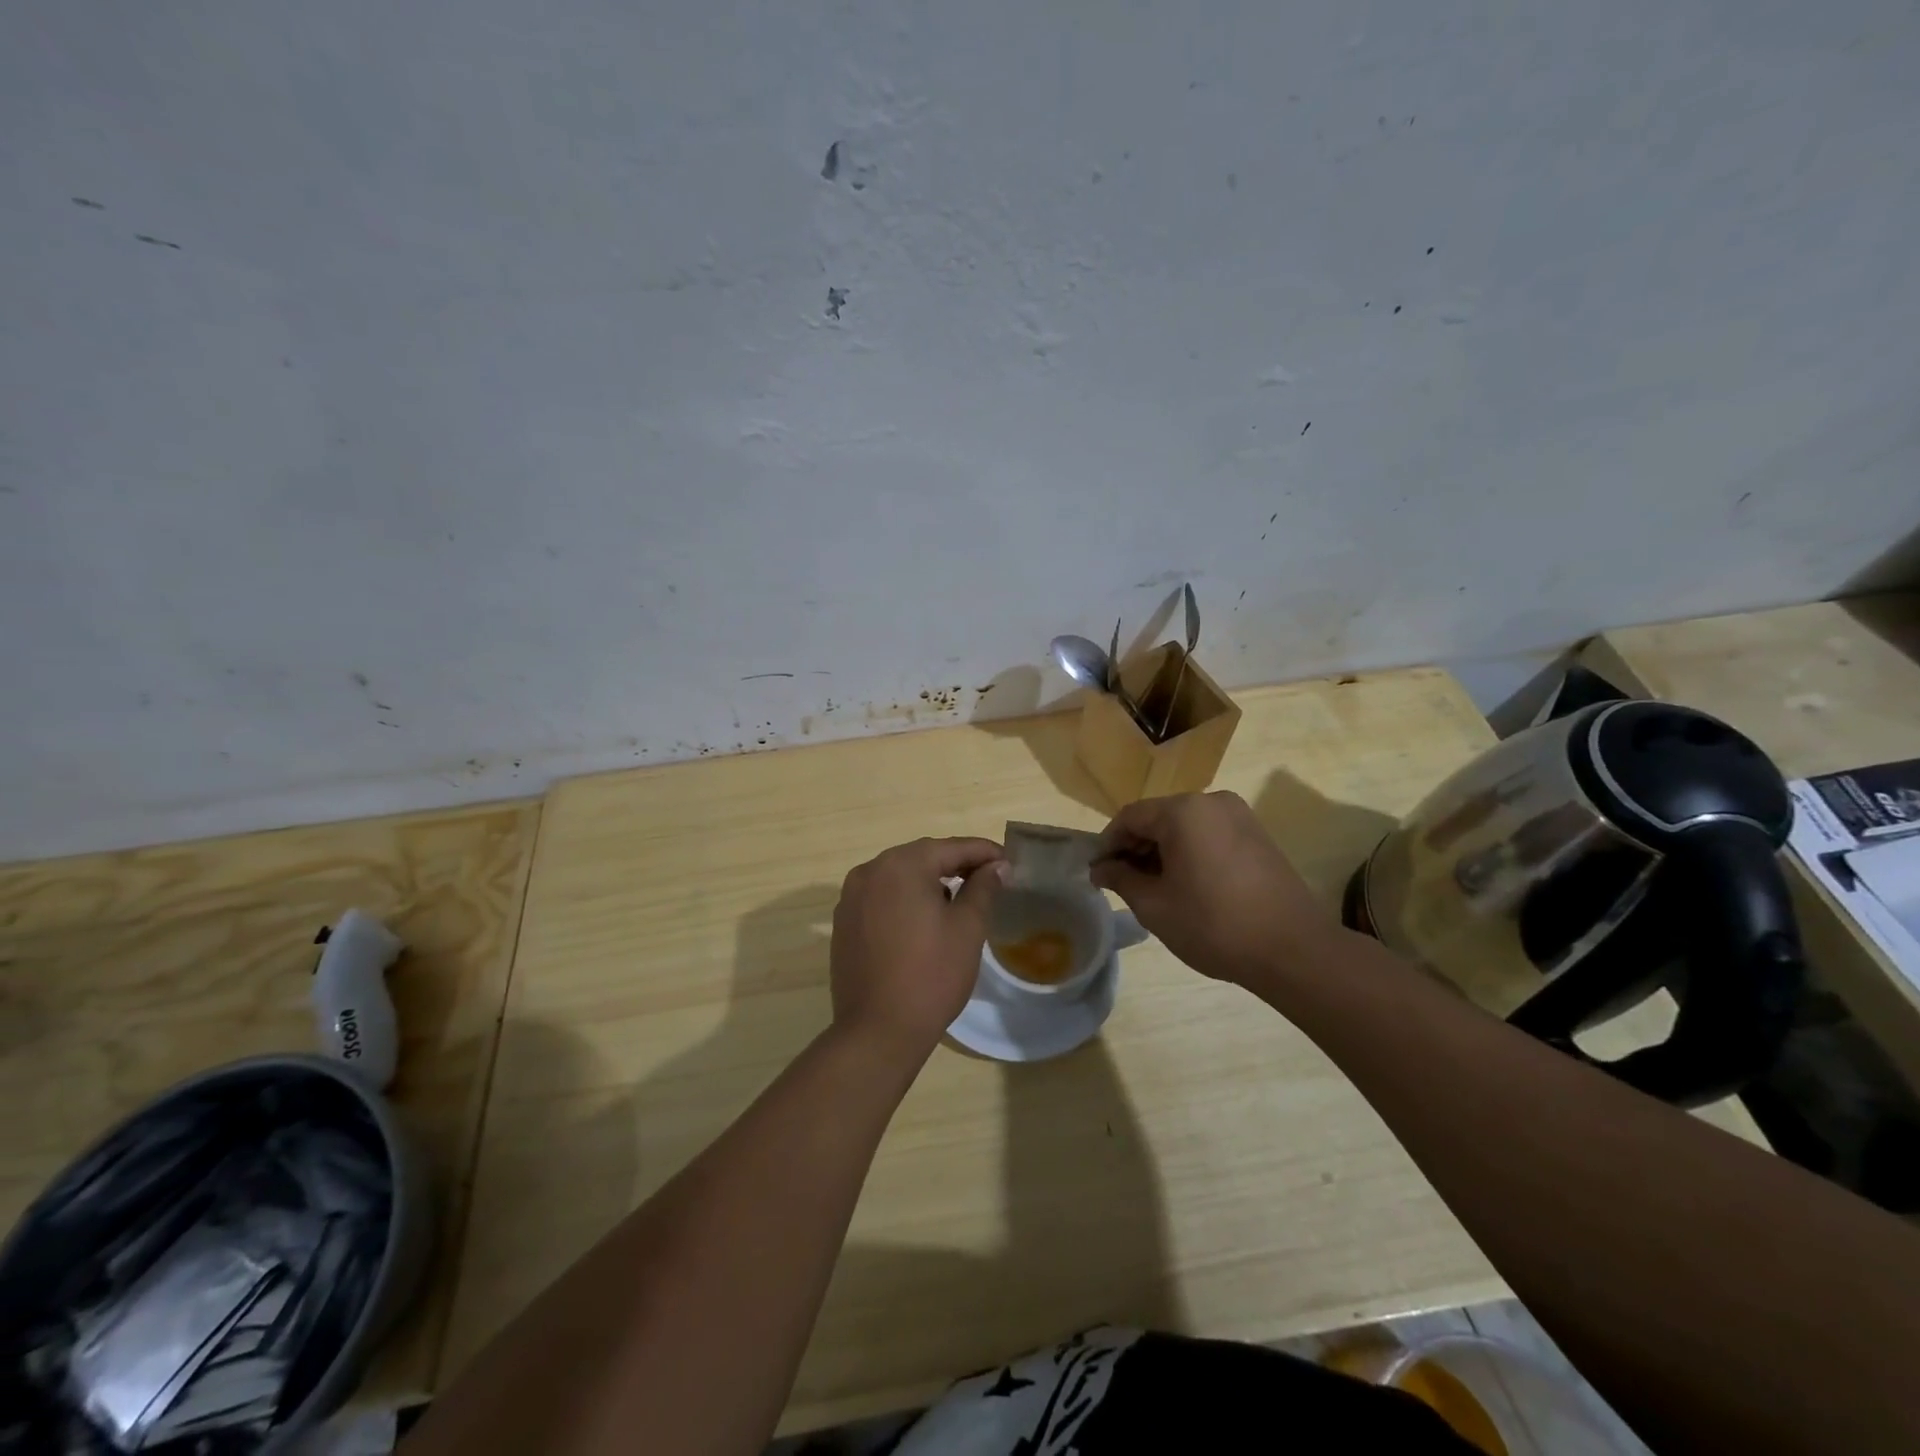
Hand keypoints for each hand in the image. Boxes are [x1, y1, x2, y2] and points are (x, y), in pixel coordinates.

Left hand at [829, 837, 1004, 1060]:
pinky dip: (905, 900)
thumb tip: (996, 867)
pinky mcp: (844, 922)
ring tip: (959, 900)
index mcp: (901, 865)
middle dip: (955, 865)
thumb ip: (983, 889)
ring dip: (929, 882)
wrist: (877, 1031)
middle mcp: (870, 871)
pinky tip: (923, 921)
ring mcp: (851, 897)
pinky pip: (881, 898)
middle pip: (921, 857)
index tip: (1008, 861)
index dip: (983, 852)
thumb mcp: (967, 929)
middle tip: (988, 878)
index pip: (950, 848)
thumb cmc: (931, 975)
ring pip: (899, 877)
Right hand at [1091, 792, 1341, 985]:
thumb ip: (1121, 879)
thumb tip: (1101, 868)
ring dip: (1163, 851)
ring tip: (1155, 888)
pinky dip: (1190, 852)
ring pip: (1185, 826)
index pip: (1130, 817)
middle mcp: (1211, 801)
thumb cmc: (1214, 925)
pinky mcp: (1257, 834)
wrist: (1293, 950)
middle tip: (1123, 884)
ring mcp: (1239, 815)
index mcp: (1183, 811)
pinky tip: (1188, 885)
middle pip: (1158, 817)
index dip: (1108, 844)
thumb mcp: (1154, 906)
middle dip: (1136, 848)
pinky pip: (1209, 834)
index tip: (1099, 874)